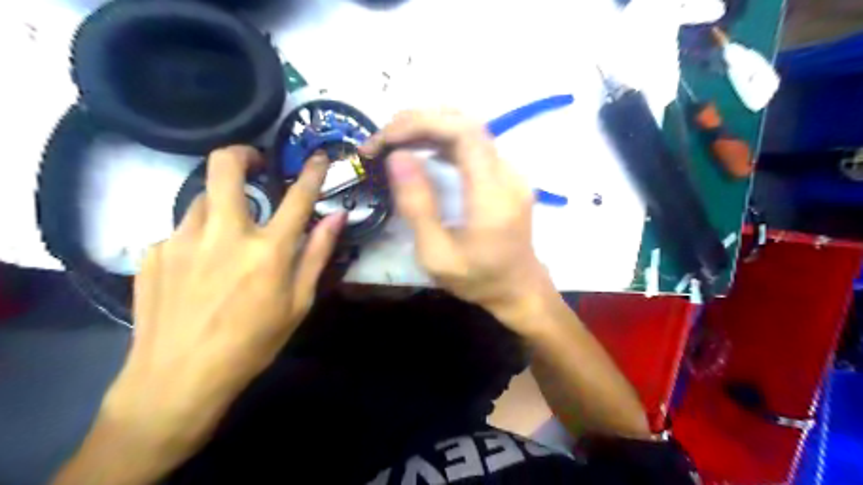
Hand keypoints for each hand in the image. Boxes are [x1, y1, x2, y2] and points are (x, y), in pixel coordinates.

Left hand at [103, 144, 339, 457]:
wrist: (178, 379)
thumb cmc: (252, 343)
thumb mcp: (298, 303)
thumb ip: (317, 254)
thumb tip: (336, 217)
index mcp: (267, 250)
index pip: (297, 197)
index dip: (312, 172)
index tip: (318, 157)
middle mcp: (224, 233)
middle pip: (224, 167)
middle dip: (242, 154)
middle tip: (253, 163)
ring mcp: (182, 239)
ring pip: (201, 198)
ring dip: (220, 204)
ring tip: (227, 233)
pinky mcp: (153, 252)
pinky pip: (181, 230)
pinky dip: (197, 237)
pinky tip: (198, 268)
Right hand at [361, 110, 551, 335]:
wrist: (518, 288)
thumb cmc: (478, 279)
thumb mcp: (437, 255)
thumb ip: (418, 206)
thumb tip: (397, 157)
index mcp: (493, 195)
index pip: (463, 132)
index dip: (422, 124)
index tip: (386, 138)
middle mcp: (508, 174)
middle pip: (466, 122)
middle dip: (420, 121)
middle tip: (383, 138)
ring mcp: (511, 172)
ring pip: (470, 128)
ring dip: (429, 126)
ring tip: (394, 140)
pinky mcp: (506, 175)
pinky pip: (474, 144)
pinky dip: (442, 139)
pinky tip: (420, 148)